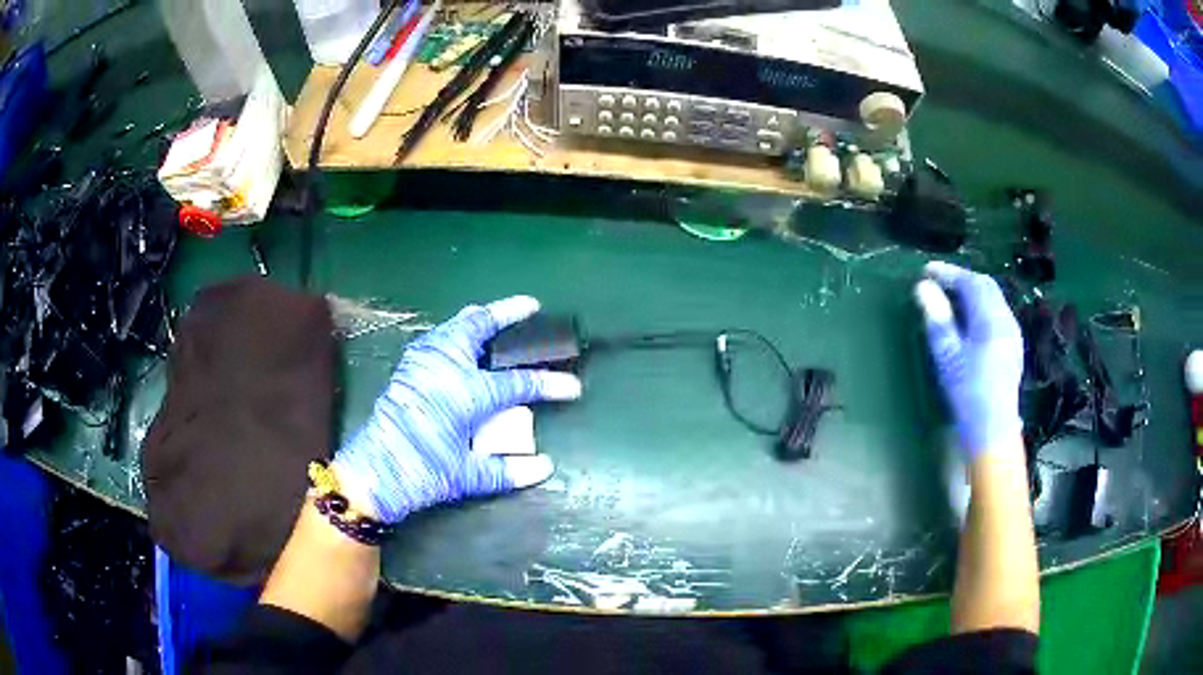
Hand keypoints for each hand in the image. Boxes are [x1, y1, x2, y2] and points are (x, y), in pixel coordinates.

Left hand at [331, 296, 581, 523]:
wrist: (373, 471)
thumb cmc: (422, 471)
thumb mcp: (468, 475)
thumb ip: (508, 470)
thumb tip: (545, 467)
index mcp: (467, 391)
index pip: (519, 382)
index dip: (549, 384)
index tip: (572, 387)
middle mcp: (446, 366)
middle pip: (480, 325)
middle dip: (508, 312)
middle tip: (530, 306)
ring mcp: (423, 361)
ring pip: (455, 325)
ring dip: (480, 318)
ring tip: (496, 318)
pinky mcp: (408, 367)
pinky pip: (438, 337)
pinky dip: (456, 331)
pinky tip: (461, 343)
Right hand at [915, 262, 1023, 457]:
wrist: (993, 431)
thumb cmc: (968, 394)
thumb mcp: (948, 357)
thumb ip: (938, 319)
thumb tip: (923, 287)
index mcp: (991, 319)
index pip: (971, 282)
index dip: (949, 272)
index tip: (926, 271)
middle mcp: (1006, 320)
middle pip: (986, 287)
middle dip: (962, 279)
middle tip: (939, 280)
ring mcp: (1012, 334)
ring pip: (993, 300)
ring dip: (972, 292)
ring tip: (950, 297)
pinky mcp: (1012, 348)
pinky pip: (997, 313)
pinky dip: (980, 307)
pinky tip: (969, 320)